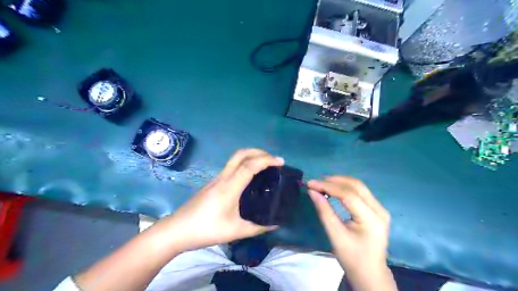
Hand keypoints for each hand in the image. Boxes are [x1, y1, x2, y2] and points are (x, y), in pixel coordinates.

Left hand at [157, 149, 282, 253]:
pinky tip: (249, 177)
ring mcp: (216, 179)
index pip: (250, 165)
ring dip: (251, 156)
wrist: (177, 230)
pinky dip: (244, 164)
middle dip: (259, 151)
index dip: (266, 160)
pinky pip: (231, 167)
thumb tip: (275, 224)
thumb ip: (257, 227)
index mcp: (230, 187)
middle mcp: (223, 178)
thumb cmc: (206, 230)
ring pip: (235, 159)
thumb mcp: (235, 231)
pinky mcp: (213, 183)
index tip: (280, 162)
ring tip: (265, 165)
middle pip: (241, 154)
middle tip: (273, 159)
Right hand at [304, 176, 394, 290]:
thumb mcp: (335, 235)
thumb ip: (324, 211)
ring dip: (339, 182)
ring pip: (359, 186)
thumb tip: (312, 191)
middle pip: (356, 186)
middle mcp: (379, 210)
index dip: (328, 186)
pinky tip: (334, 189)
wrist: (370, 273)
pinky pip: (361, 192)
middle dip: (334, 181)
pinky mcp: (377, 209)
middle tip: (315, 183)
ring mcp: (380, 208)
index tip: (311, 184)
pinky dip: (345, 187)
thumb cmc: (351, 257)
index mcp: (371, 219)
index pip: (348, 195)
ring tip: (322, 184)